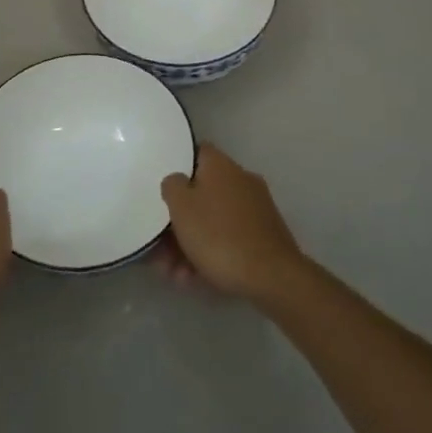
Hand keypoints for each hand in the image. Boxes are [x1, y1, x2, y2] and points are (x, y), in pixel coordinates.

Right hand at [158, 144, 305, 303]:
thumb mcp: (181, 207)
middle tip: (160, 249)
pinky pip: (228, 239)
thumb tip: (178, 181)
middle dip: (177, 222)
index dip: (176, 168)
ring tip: (174, 274)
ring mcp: (255, 209)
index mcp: (221, 166)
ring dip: (189, 245)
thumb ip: (172, 186)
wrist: (271, 276)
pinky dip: (210, 255)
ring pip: (212, 221)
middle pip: (201, 194)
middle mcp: (241, 181)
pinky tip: (194, 279)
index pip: (196, 153)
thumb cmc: (218, 235)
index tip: (162, 190)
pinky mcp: (263, 237)